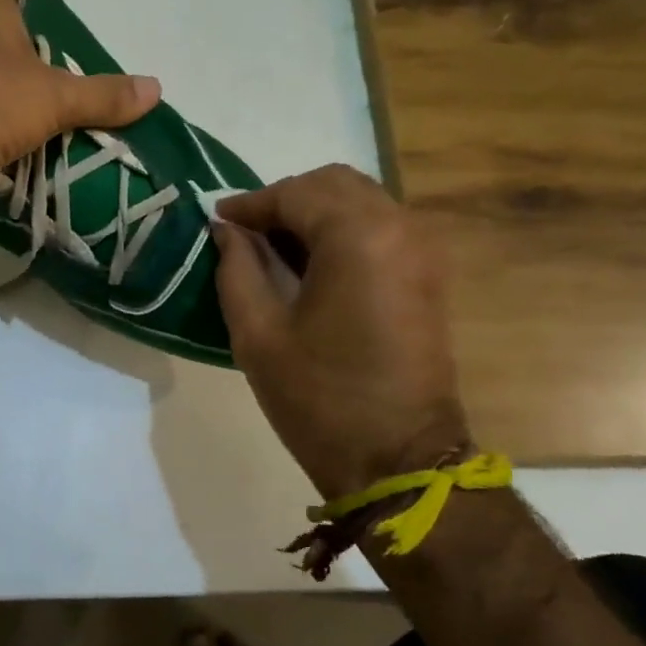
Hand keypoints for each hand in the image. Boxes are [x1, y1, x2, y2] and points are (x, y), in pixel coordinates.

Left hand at [0, 0, 160, 211]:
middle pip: (6, 43)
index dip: (50, 28)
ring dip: (9, 106)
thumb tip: (158, 89)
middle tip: (67, 102)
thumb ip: (104, 94)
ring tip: (44, 130)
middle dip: (33, 73)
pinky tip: (7, 149)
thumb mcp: (55, 98)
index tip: (70, 62)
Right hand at [214, 165, 470, 501]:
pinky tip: (310, 264)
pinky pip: (380, 228)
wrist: (399, 460)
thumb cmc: (320, 399)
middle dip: (285, 199)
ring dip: (314, 213)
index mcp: (357, 237)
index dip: (250, 203)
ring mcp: (423, 251)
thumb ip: (237, 269)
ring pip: (360, 202)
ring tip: (272, 248)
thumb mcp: (258, 334)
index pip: (295, 193)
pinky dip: (341, 231)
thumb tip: (227, 232)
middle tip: (244, 232)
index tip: (216, 220)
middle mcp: (400, 228)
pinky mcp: (429, 275)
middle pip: (335, 185)